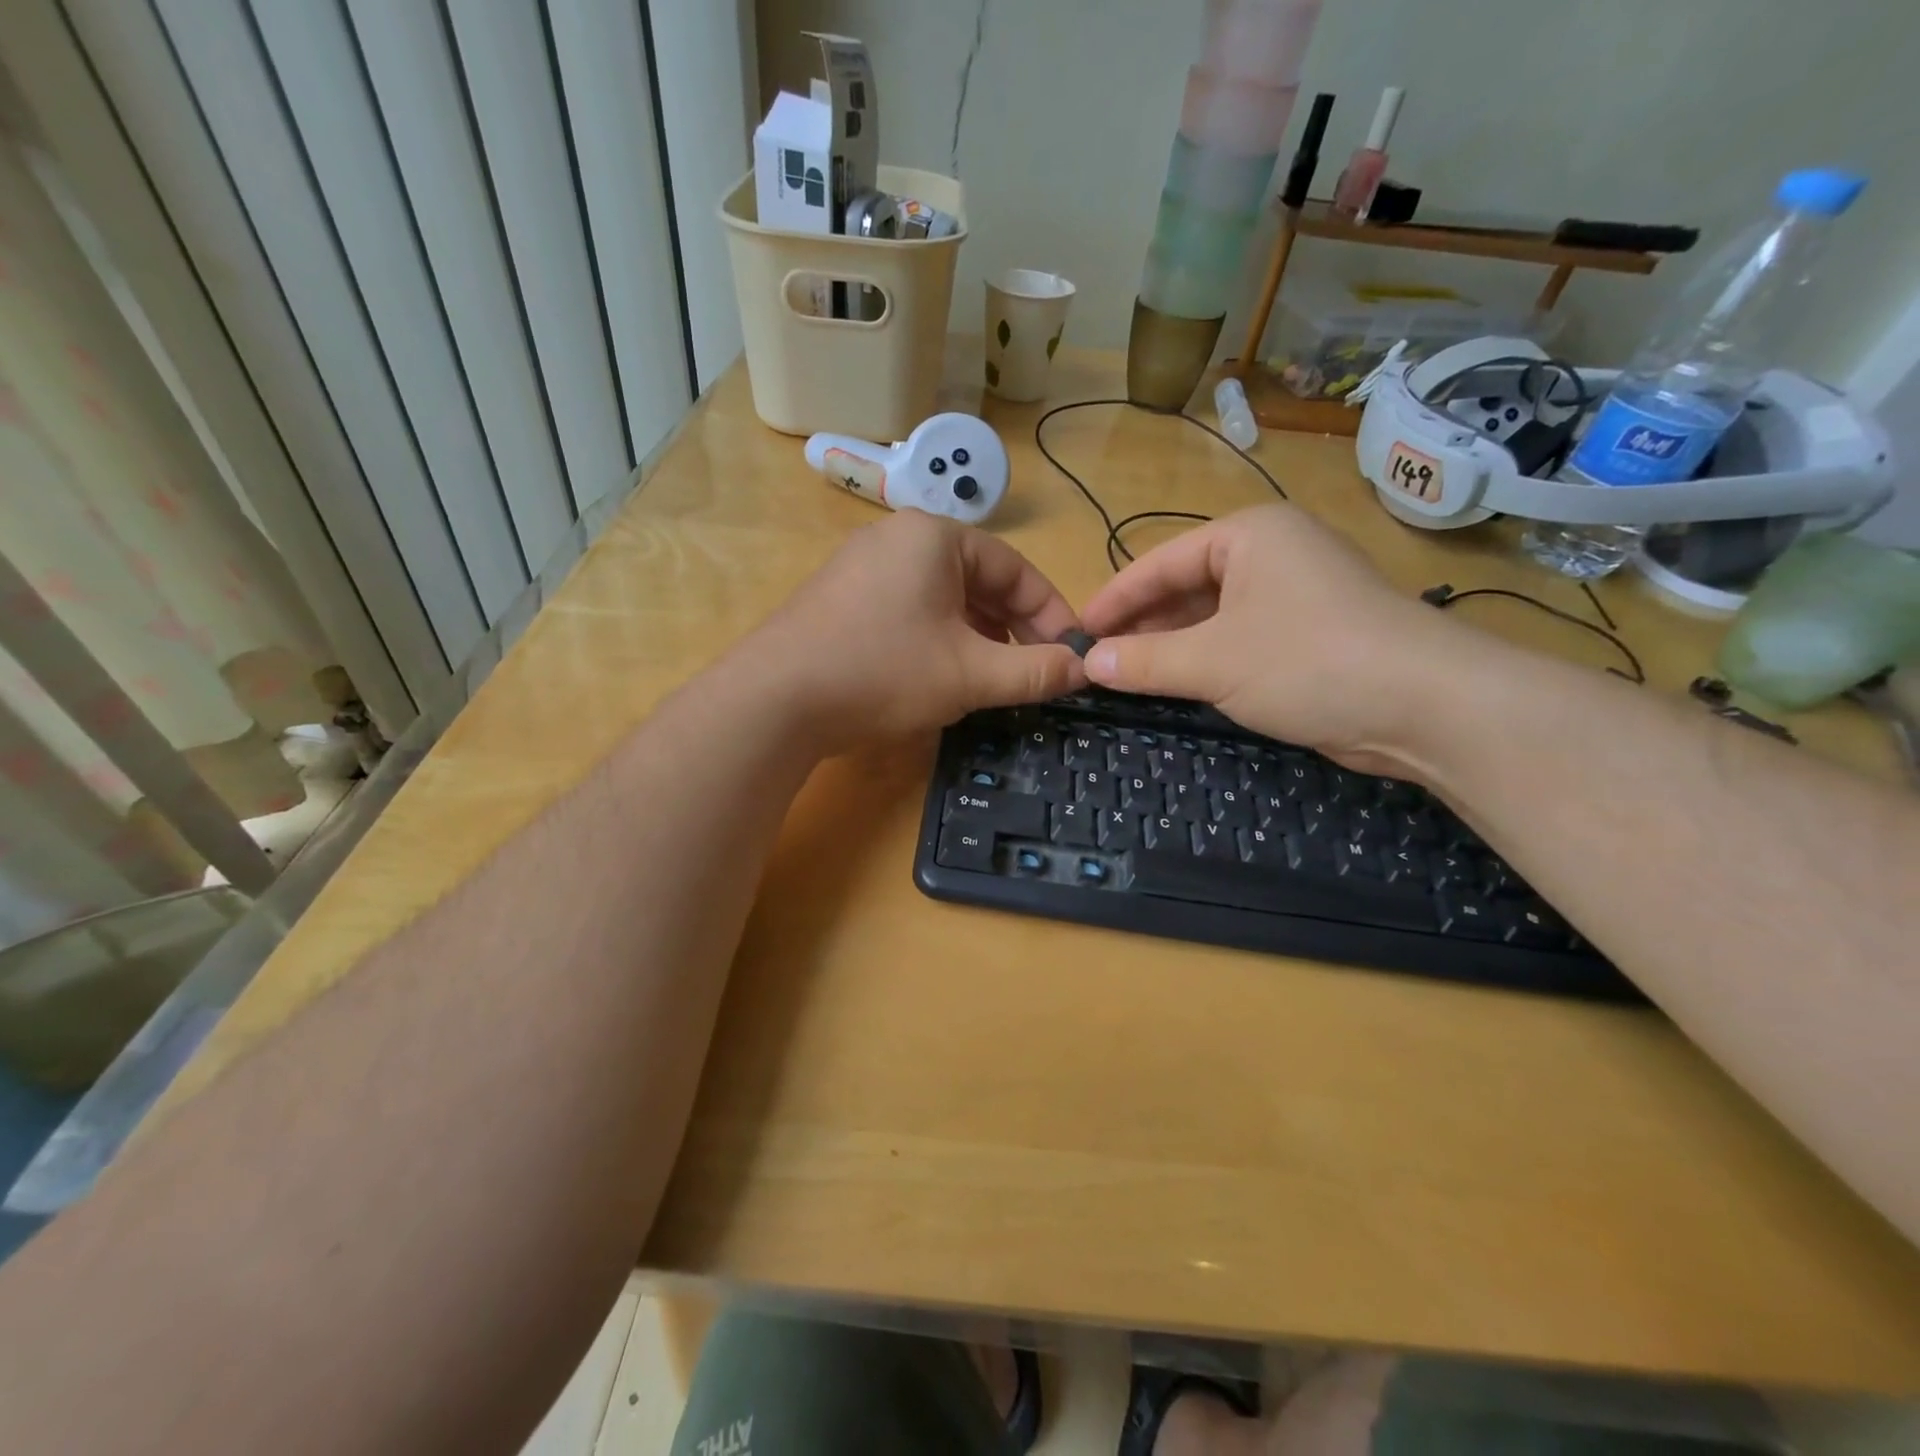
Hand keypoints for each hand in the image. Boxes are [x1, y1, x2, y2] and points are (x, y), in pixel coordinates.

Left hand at [746, 510, 1086, 750]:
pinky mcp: (840, 600)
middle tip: (1036, 672)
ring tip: (994, 679)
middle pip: (979, 581)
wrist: (774, 701)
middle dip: (1013, 629)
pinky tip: (942, 677)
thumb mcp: (970, 674)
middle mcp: (897, 539)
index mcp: (934, 538)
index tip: (1073, 654)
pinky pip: (908, 611)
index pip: (1016, 569)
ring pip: (943, 599)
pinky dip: (938, 640)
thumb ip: (1035, 671)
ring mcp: (862, 568)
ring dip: (977, 638)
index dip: (1051, 614)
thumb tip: (1086, 669)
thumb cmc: (883, 672)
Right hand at [1078, 505, 1466, 776]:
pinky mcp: (1311, 636)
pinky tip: (1175, 686)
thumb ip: (1143, 661)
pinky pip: (1239, 641)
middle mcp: (1272, 554)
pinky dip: (1205, 662)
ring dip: (1171, 648)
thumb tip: (1088, 663)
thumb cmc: (1308, 661)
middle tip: (1097, 660)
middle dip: (1141, 626)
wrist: (1426, 706)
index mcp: (1248, 535)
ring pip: (1212, 617)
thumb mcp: (1212, 661)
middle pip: (1186, 587)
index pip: (1160, 562)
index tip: (1076, 632)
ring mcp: (1295, 595)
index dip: (1114, 599)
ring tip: (1124, 677)